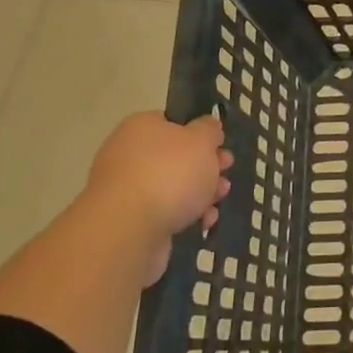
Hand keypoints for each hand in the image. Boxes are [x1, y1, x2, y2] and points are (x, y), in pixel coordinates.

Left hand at [85, 112, 232, 242]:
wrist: (129, 229)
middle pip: (176, 157)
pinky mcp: (130, 220)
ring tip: (219, 200)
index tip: (221, 146)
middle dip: (206, 167)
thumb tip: (208, 126)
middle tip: (225, 173)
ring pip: (173, 186)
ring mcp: (127, 189)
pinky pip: (164, 212)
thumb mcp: (201, 141)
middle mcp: (129, 154)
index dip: (201, 133)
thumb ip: (209, 130)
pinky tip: (203, 222)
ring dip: (201, 193)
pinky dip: (185, 215)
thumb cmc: (169, 173)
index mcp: (141, 127)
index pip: (173, 122)